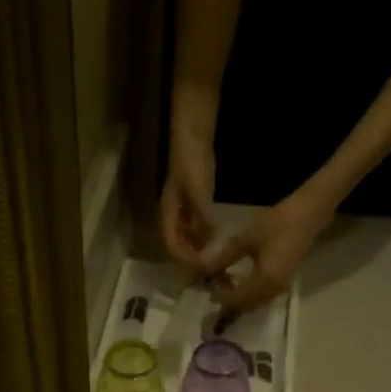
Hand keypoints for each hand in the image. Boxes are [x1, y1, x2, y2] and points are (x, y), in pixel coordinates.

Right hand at [162, 130, 217, 266]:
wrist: (193, 123)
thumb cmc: (192, 157)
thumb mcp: (198, 190)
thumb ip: (203, 219)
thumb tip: (210, 246)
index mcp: (168, 211)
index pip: (172, 245)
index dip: (186, 259)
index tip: (203, 268)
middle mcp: (173, 210)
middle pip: (180, 242)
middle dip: (194, 256)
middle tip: (214, 267)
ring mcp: (184, 201)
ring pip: (189, 233)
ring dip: (201, 245)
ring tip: (219, 255)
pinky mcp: (196, 193)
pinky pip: (199, 221)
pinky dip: (208, 231)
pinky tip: (222, 233)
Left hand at [201, 191, 334, 311]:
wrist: (307, 215)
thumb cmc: (278, 223)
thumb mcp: (247, 238)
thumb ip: (225, 257)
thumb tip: (205, 269)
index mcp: (265, 280)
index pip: (238, 298)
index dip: (222, 298)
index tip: (209, 293)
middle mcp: (274, 290)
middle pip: (247, 305)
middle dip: (230, 302)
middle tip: (215, 291)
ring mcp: (281, 287)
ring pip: (256, 303)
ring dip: (240, 299)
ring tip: (226, 288)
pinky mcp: (284, 282)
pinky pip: (264, 296)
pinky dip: (250, 294)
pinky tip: (241, 283)